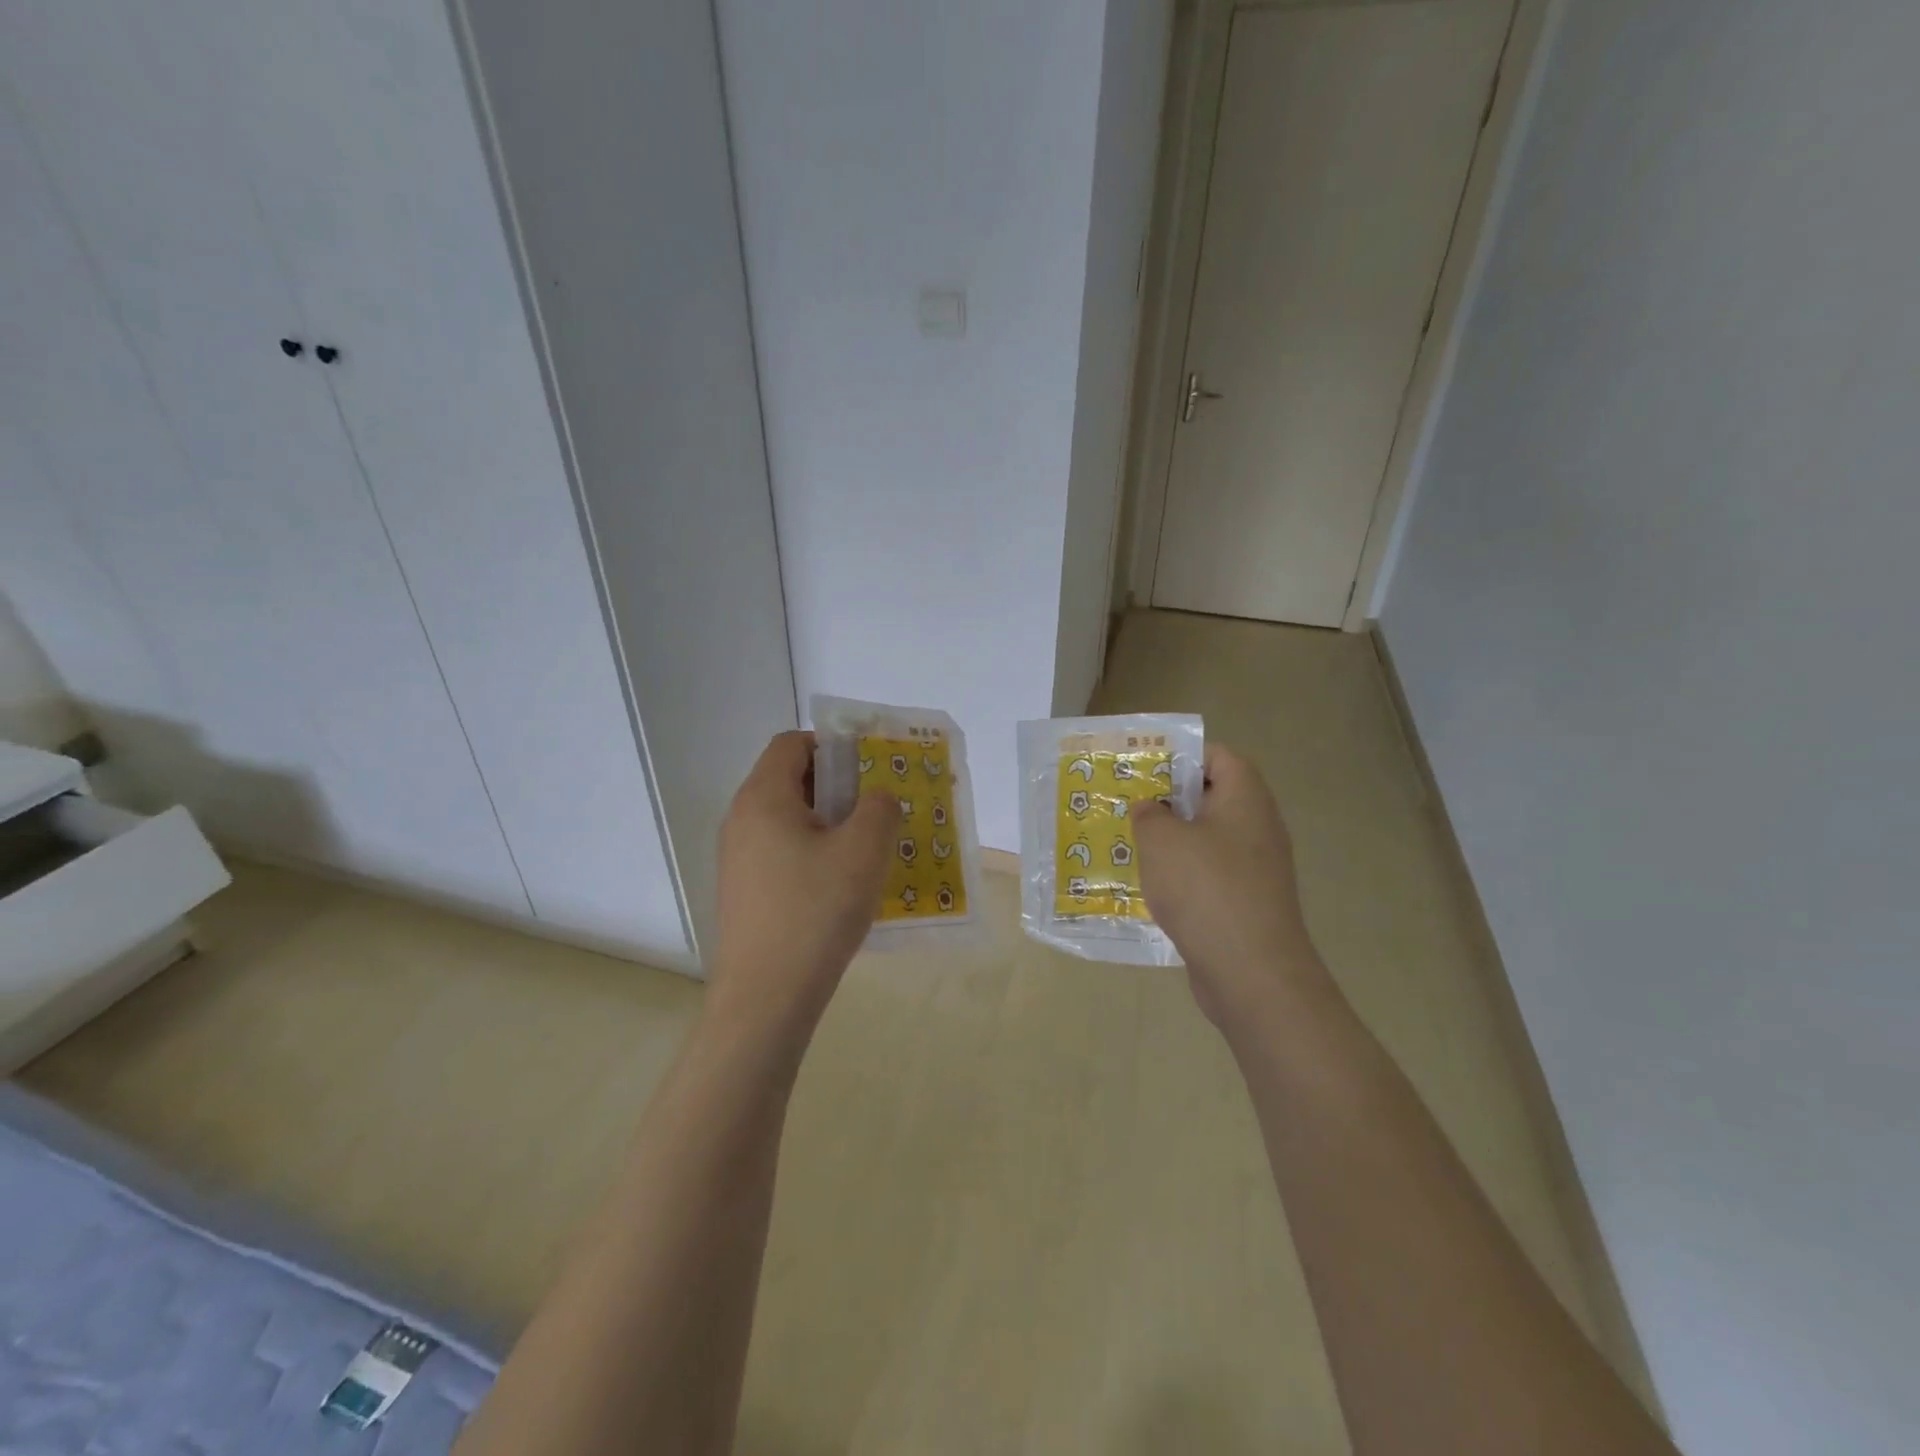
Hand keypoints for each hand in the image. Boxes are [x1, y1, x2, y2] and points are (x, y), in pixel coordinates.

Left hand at [707, 731, 899, 1040]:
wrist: (766, 997)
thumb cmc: (815, 911)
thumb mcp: (863, 851)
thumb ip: (879, 808)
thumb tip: (877, 797)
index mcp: (763, 797)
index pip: (792, 743)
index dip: (833, 746)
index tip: (869, 770)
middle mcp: (741, 820)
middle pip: (789, 779)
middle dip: (836, 786)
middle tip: (876, 809)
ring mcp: (738, 858)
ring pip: (787, 819)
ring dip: (828, 822)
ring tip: (866, 848)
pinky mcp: (743, 891)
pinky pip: (781, 852)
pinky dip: (812, 852)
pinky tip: (841, 885)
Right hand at [1133, 745, 1329, 1035]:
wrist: (1251, 971)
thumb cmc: (1205, 888)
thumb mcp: (1161, 839)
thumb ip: (1149, 814)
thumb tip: (1152, 809)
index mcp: (1245, 798)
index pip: (1220, 756)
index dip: (1182, 756)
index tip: (1145, 770)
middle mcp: (1257, 827)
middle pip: (1212, 798)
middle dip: (1169, 801)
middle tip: (1129, 806)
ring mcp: (1256, 868)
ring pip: (1208, 840)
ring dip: (1172, 842)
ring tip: (1131, 845)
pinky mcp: (1247, 903)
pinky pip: (1210, 875)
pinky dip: (1183, 876)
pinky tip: (1151, 888)